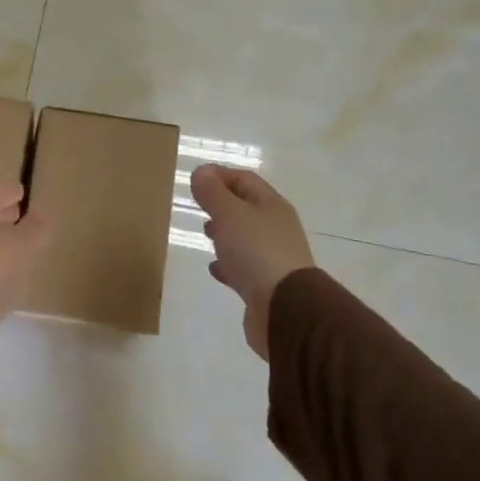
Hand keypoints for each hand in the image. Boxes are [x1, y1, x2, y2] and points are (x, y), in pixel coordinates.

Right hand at [191, 165, 315, 360]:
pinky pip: (244, 266)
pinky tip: (215, 268)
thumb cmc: (256, 252)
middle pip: (247, 208)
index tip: (194, 179)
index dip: (220, 175)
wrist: (284, 308)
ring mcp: (273, 257)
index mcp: (271, 205)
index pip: (245, 180)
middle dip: (223, 204)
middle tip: (198, 205)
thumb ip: (213, 193)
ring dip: (225, 233)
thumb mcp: (229, 214)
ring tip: (205, 233)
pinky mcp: (266, 285)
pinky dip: (228, 264)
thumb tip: (201, 172)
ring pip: (245, 237)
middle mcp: (276, 228)